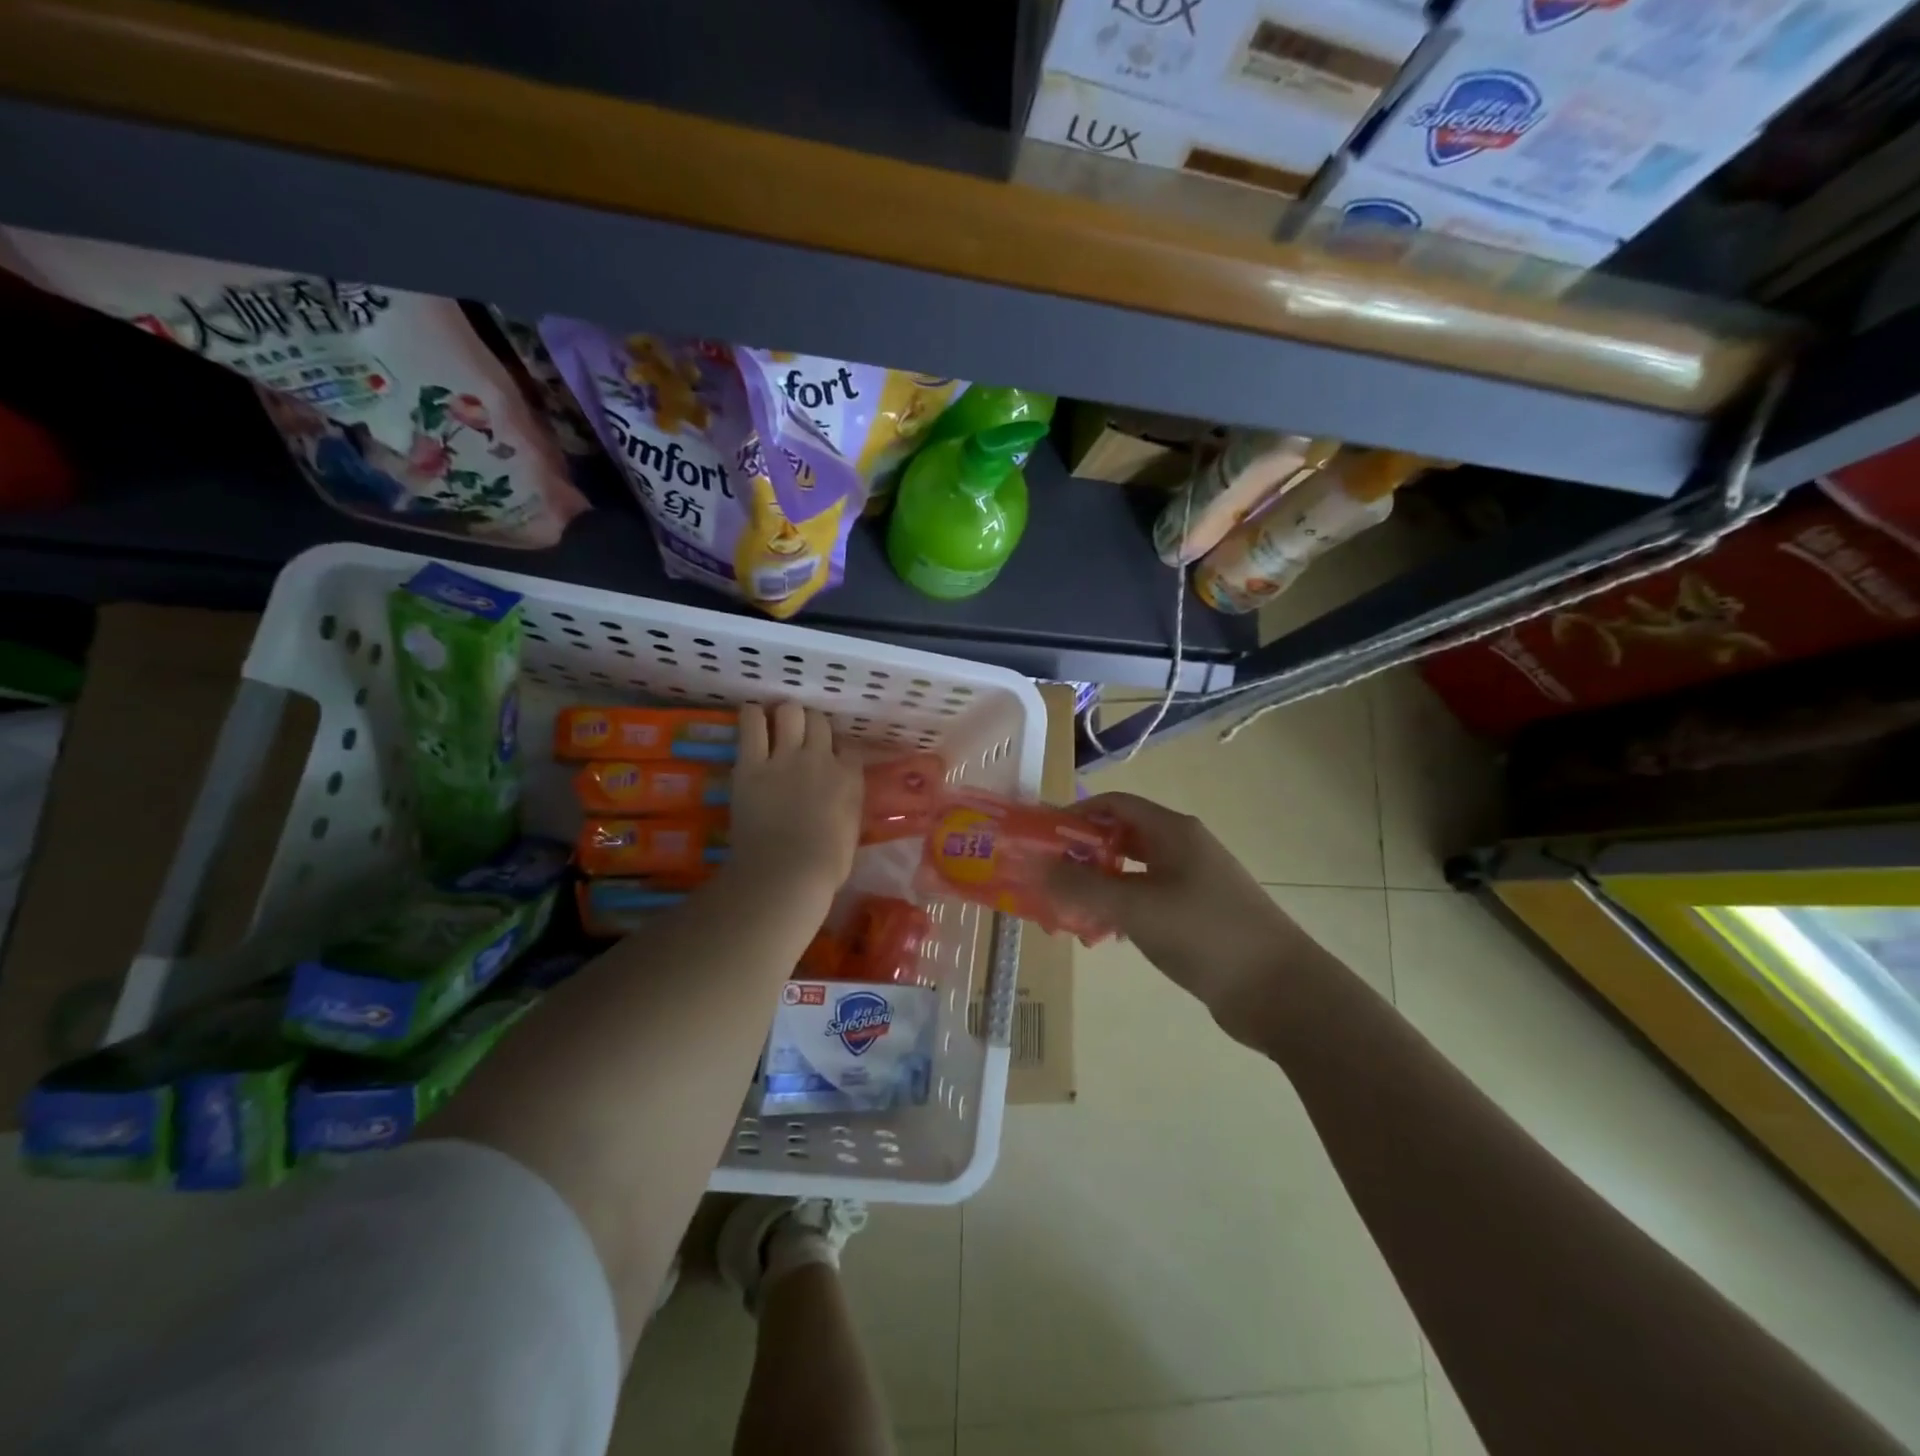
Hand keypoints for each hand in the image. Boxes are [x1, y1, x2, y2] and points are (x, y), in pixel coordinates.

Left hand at [725, 702, 862, 906]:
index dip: (837, 749)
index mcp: (849, 777)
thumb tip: (839, 800)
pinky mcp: (752, 763)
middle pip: (818, 720)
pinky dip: (752, 716)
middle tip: (798, 737)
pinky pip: (752, 723)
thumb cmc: (825, 865)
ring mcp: (786, 757)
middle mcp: (821, 758)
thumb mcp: (850, 831)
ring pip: (789, 712)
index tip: (829, 758)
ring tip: (775, 723)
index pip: (848, 746)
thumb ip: (847, 805)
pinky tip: (751, 716)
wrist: (787, 871)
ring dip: (783, 715)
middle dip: (810, 725)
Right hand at [1048, 791, 1311, 1041]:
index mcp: (1173, 832)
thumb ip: (1082, 886)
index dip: (1075, 814)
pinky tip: (1103, 936)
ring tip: (1066, 913)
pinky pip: (1146, 902)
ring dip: (1097, 887)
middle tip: (1047, 879)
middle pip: (1121, 838)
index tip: (1041, 839)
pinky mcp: (1195, 916)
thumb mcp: (1136, 907)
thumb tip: (1035, 865)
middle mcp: (1183, 849)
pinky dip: (1120, 911)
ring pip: (1131, 873)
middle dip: (1081, 855)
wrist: (1280, 992)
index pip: (1115, 805)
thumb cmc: (1207, 934)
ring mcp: (1191, 883)